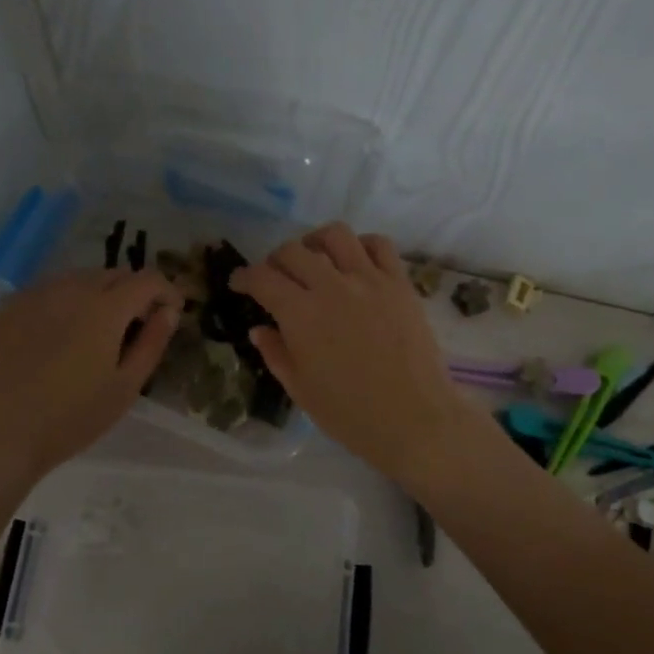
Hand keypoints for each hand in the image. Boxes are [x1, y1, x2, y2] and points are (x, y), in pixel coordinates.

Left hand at [0, 268, 183, 479]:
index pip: (147, 279)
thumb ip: (152, 342)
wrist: (1, 434)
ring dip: (99, 294)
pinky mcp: (8, 306)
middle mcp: (70, 288)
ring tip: (97, 330)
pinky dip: (65, 301)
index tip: (171, 312)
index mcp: (105, 308)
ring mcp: (35, 293)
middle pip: (114, 274)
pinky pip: (48, 290)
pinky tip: (60, 334)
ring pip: (80, 278)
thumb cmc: (73, 417)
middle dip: (133, 292)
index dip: (166, 291)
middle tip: (136, 325)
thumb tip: (169, 311)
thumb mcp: (125, 386)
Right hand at [233, 224, 486, 488]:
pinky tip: (355, 262)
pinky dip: (361, 245)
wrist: (413, 419)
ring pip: (335, 235)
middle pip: (293, 251)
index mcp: (300, 314)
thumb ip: (276, 353)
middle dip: (275, 260)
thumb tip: (260, 329)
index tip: (239, 283)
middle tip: (275, 277)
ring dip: (315, 242)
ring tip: (314, 259)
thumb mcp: (300, 389)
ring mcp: (369, 280)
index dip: (244, 277)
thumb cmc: (350, 413)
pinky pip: (379, 245)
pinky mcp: (400, 283)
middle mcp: (331, 286)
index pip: (262, 278)